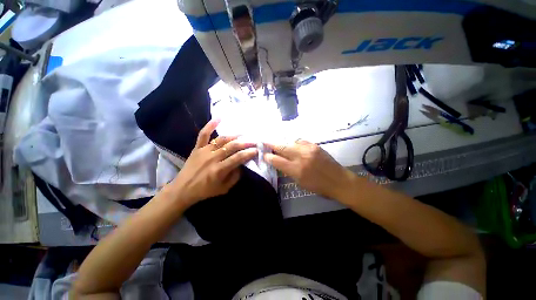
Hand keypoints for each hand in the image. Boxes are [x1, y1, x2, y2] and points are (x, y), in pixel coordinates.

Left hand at [168, 120, 257, 205]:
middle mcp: (213, 158)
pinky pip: (203, 134)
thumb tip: (241, 165)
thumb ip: (235, 177)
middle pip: (232, 146)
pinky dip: (210, 125)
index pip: (238, 158)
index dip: (249, 153)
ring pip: (222, 139)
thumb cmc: (205, 191)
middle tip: (253, 141)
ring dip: (234, 136)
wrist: (183, 189)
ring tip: (242, 134)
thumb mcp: (224, 188)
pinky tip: (219, 118)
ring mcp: (204, 151)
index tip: (256, 150)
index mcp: (219, 169)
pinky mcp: (197, 148)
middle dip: (245, 143)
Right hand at [264, 140, 354, 200]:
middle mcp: (301, 157)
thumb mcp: (300, 183)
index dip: (268, 157)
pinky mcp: (315, 145)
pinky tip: (294, 146)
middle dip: (271, 144)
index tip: (264, 155)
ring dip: (283, 144)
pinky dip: (294, 143)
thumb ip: (288, 171)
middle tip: (265, 142)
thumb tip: (279, 162)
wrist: (339, 181)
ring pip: (290, 142)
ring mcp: (308, 149)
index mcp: (296, 170)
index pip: (276, 160)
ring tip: (279, 145)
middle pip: (281, 147)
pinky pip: (300, 141)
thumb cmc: (319, 187)